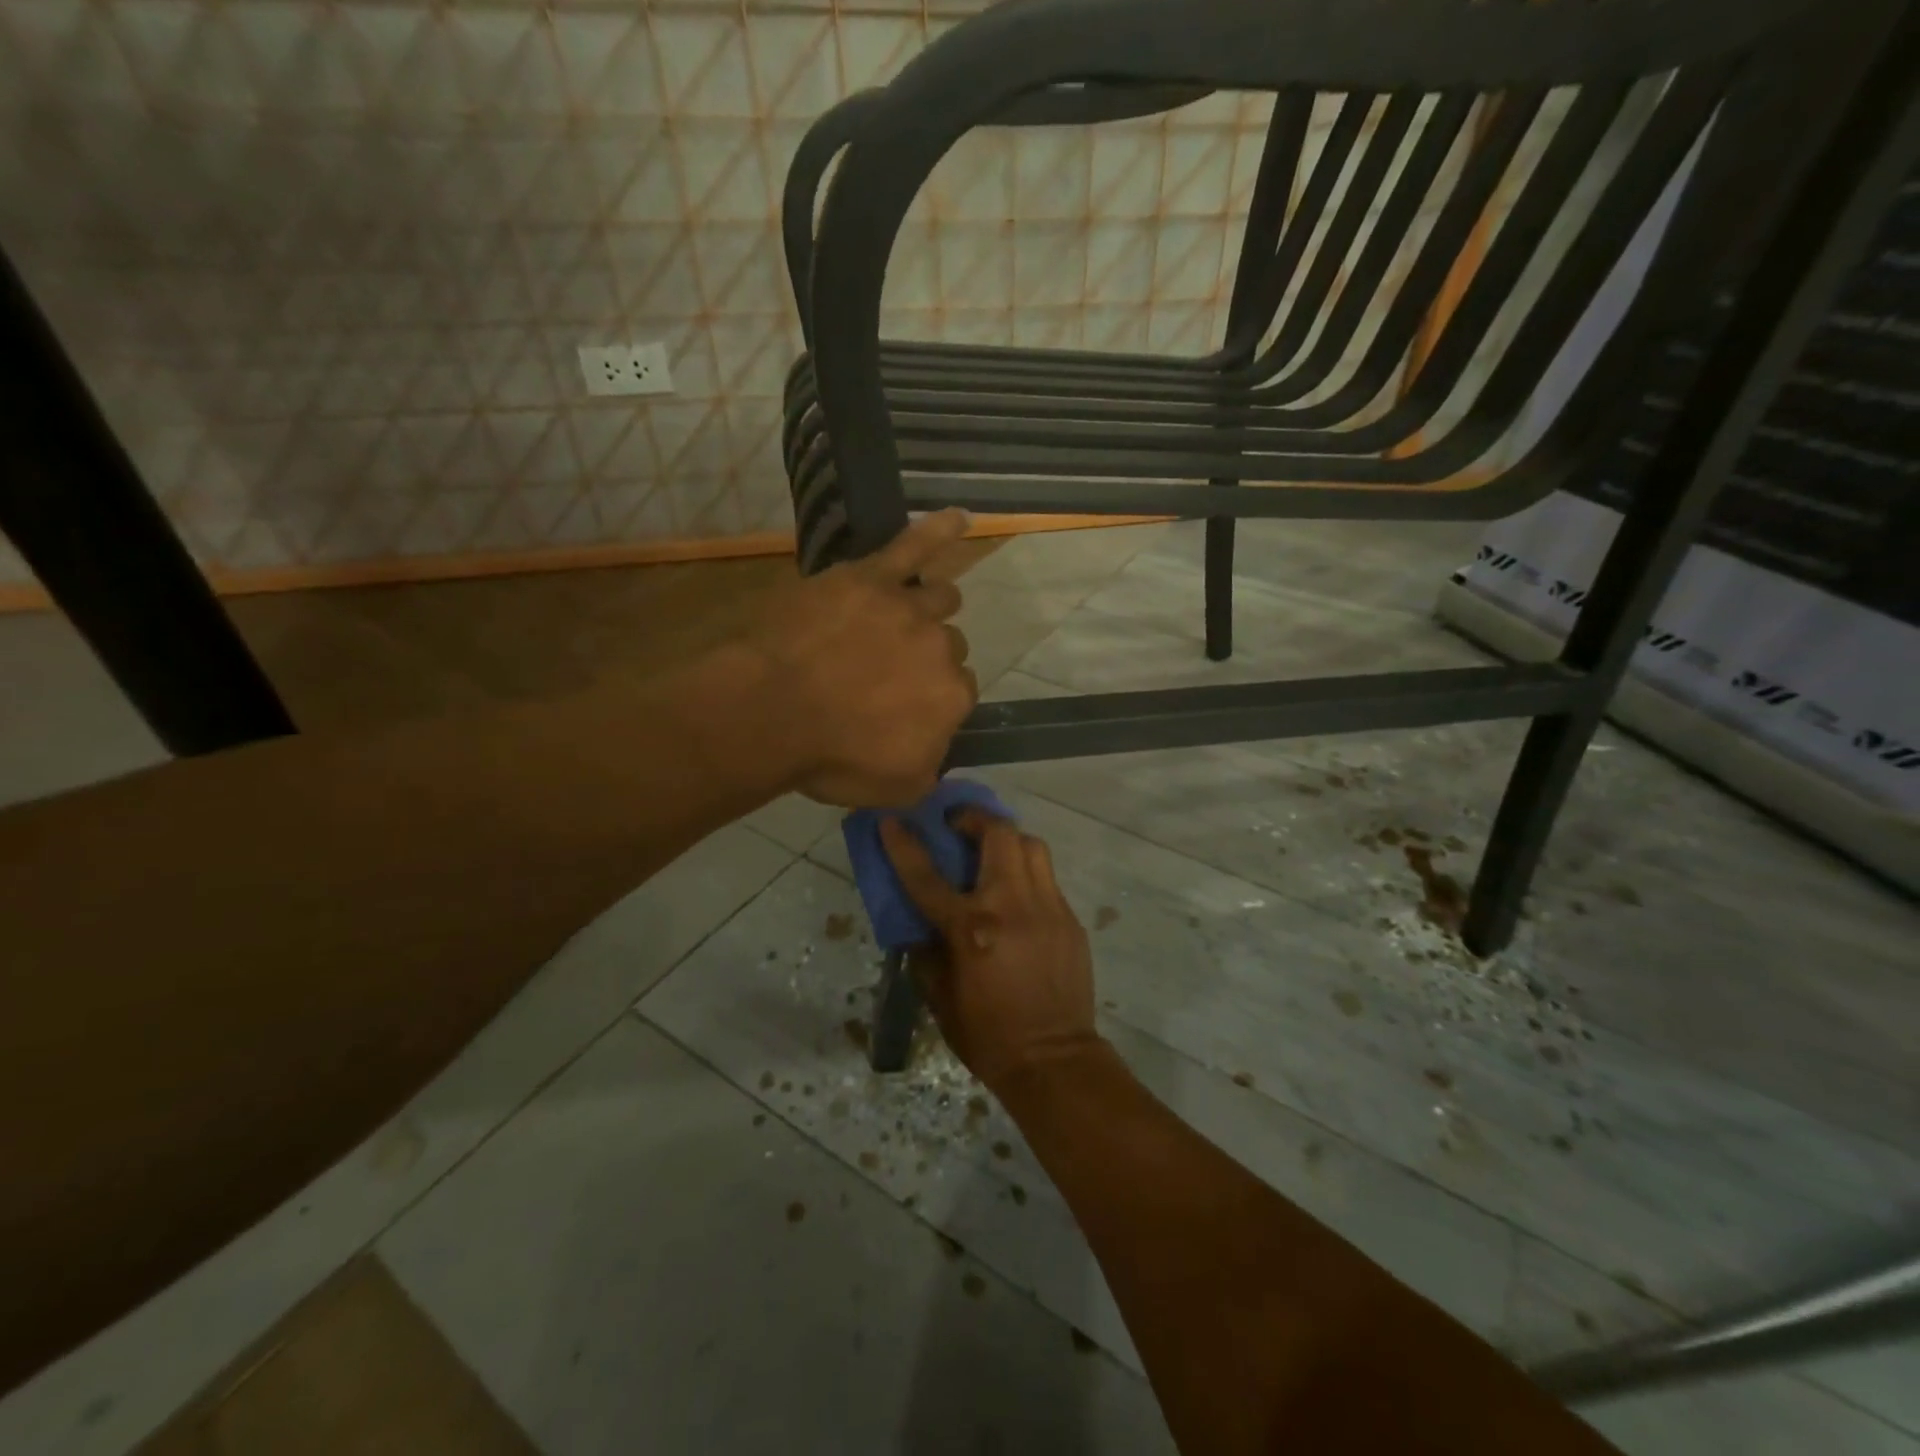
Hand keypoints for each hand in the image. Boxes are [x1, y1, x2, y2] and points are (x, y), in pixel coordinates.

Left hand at [749, 510, 977, 807]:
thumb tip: (939, 750)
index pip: (958, 693)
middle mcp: (942, 650)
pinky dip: (940, 530)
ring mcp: (909, 608)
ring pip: (941, 599)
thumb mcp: (894, 789)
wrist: (770, 711)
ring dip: (930, 609)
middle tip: (886, 672)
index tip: (904, 708)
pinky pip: (915, 544)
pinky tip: (960, 518)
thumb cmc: (829, 757)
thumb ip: (931, 768)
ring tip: (908, 616)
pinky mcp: (872, 577)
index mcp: (951, 700)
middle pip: (948, 647)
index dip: (931, 700)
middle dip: (925, 658)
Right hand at [880, 810, 1101, 1093]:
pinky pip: (1047, 879)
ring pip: (1031, 845)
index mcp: (971, 928)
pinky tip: (1017, 897)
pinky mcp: (1070, 919)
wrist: (1054, 1061)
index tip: (891, 821)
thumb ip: (926, 952)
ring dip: (1007, 839)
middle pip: (998, 834)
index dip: (904, 845)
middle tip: (958, 824)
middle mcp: (1012, 906)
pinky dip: (1026, 874)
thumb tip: (920, 924)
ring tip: (991, 853)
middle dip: (975, 818)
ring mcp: (1048, 908)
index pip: (927, 876)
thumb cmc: (988, 1035)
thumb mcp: (940, 998)